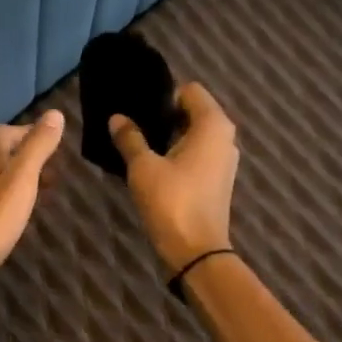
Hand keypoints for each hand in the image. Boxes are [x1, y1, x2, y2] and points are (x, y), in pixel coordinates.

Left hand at [0, 109, 63, 318]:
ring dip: (12, 178)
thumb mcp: (20, 183)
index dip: (33, 134)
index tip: (55, 145)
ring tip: (35, 194)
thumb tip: (54, 113)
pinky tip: (6, 214)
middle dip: (24, 157)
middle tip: (51, 173)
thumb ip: (37, 148)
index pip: (10, 131)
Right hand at [110, 82, 238, 272]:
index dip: (163, 97)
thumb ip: (130, 138)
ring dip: (171, 137)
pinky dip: (179, 154)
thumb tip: (117, 117)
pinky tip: (155, 167)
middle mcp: (225, 137)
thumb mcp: (143, 167)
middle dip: (165, 116)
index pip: (189, 90)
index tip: (139, 112)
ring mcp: (225, 159)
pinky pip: (198, 153)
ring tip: (141, 147)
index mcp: (212, 124)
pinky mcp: (219, 179)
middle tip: (134, 127)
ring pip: (195, 134)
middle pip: (193, 111)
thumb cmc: (171, 201)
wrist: (196, 250)